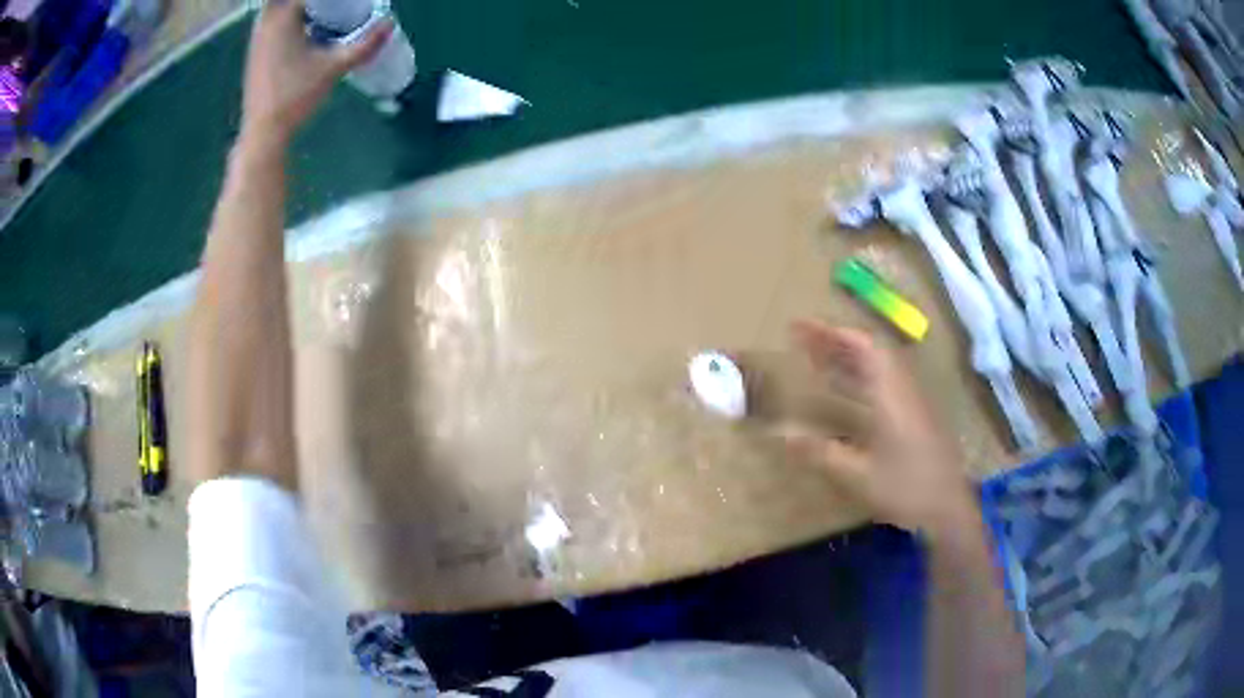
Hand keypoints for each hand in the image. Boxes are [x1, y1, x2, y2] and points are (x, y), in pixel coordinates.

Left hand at [241, 0, 391, 144]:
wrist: (263, 132)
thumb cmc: (296, 96)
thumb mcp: (335, 68)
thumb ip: (364, 44)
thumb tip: (390, 23)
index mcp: (283, 18)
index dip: (328, 0)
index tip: (342, 3)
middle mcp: (266, 22)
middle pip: (287, 0)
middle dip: (311, 3)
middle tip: (331, 7)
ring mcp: (257, 38)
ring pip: (276, 8)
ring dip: (298, 8)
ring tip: (321, 14)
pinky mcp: (255, 52)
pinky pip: (272, 21)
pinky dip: (288, 19)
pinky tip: (305, 29)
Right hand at [776, 320, 977, 535]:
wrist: (949, 508)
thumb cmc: (906, 488)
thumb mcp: (858, 475)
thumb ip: (820, 451)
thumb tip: (780, 433)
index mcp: (890, 395)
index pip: (862, 346)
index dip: (830, 332)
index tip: (800, 328)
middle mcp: (903, 389)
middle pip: (870, 350)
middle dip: (834, 341)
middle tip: (802, 341)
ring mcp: (912, 401)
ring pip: (878, 366)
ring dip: (847, 357)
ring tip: (817, 360)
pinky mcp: (916, 415)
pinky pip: (884, 382)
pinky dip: (859, 377)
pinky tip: (846, 393)